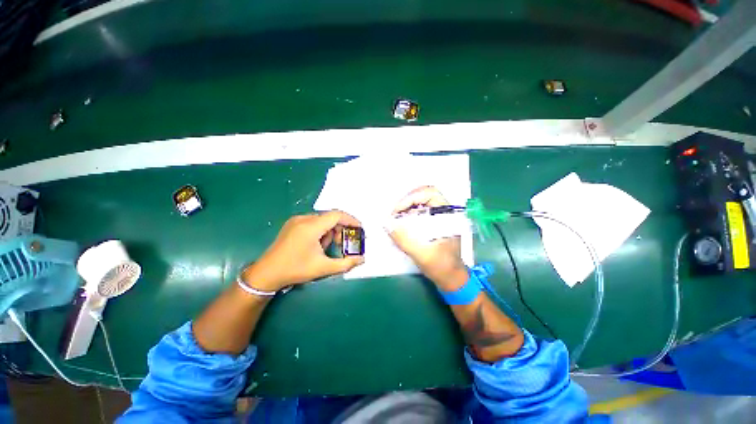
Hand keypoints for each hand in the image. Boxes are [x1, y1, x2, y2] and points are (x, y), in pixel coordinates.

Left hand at [242, 211, 364, 290]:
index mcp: (311, 226)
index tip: (359, 229)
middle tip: (343, 243)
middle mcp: (304, 219)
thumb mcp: (323, 268)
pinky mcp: (292, 224)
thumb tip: (362, 259)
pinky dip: (321, 231)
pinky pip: (313, 222)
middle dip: (340, 229)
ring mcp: (296, 220)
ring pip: (322, 220)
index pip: (337, 215)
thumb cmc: (296, 270)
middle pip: (330, 217)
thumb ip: (346, 263)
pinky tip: (317, 245)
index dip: (351, 220)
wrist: (266, 274)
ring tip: (328, 247)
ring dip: (330, 231)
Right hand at [388, 186, 467, 289]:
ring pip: (419, 202)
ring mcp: (437, 216)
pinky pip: (417, 211)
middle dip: (406, 202)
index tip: (398, 211)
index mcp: (447, 215)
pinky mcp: (431, 222)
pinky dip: (407, 214)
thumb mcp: (422, 254)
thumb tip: (387, 224)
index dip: (411, 198)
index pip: (430, 193)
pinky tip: (400, 223)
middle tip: (394, 214)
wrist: (450, 277)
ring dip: (405, 208)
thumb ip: (404, 239)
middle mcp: (443, 211)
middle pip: (423, 194)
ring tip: (395, 219)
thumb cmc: (441, 266)